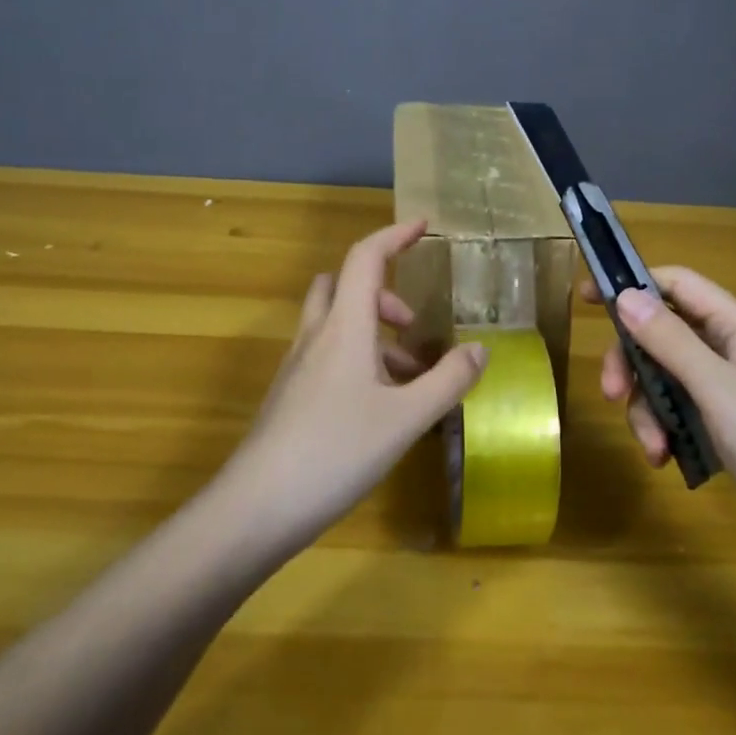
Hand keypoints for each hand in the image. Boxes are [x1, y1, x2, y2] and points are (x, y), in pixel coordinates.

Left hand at [215, 219, 487, 554]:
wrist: (255, 508)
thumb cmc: (335, 452)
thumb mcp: (406, 418)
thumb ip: (448, 381)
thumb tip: (480, 349)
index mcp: (344, 327)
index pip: (366, 258)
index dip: (395, 235)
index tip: (424, 225)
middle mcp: (316, 337)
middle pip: (341, 285)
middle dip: (382, 292)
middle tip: (412, 325)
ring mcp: (297, 368)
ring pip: (335, 324)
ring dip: (372, 333)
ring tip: (409, 378)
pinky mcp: (289, 397)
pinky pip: (327, 357)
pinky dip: (357, 361)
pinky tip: (380, 409)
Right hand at [587, 268, 735, 571]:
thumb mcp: (716, 388)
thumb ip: (670, 340)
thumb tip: (626, 295)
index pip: (677, 285)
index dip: (634, 285)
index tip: (587, 299)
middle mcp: (730, 350)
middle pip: (662, 334)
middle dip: (632, 363)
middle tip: (610, 393)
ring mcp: (728, 389)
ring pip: (664, 377)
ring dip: (647, 408)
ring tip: (653, 448)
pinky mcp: (725, 425)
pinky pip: (678, 410)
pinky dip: (664, 430)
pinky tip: (665, 459)